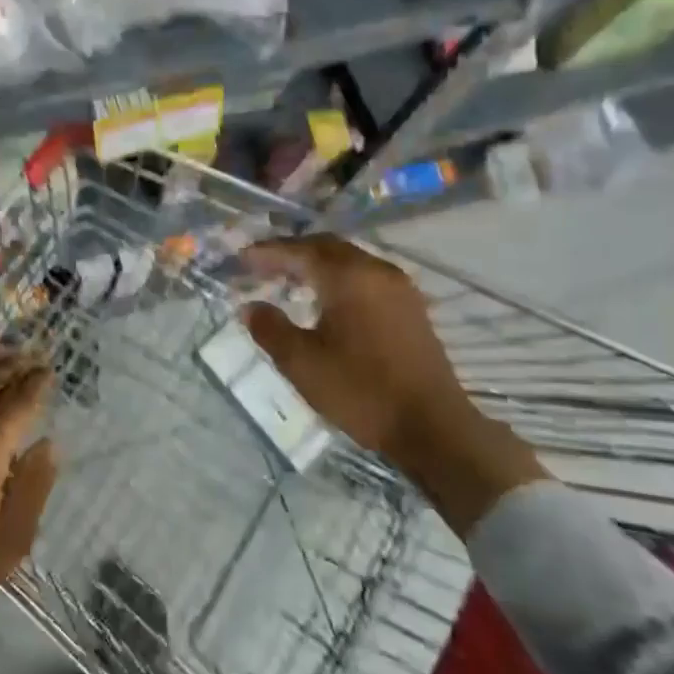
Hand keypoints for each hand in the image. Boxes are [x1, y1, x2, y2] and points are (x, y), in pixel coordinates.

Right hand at [241, 236, 545, 533]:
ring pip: (349, 260)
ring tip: (288, 280)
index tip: (241, 258)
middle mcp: (376, 271)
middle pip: (327, 247)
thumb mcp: (302, 363)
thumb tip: (250, 307)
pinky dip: (338, 278)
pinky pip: (365, 276)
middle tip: (261, 265)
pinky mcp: (411, 307)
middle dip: (292, 252)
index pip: (300, 251)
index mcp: (349, 277)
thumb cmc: (360, 390)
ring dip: (316, 264)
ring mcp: (399, 288)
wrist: (431, 426)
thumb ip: (270, 328)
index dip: (268, 252)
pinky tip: (325, 300)